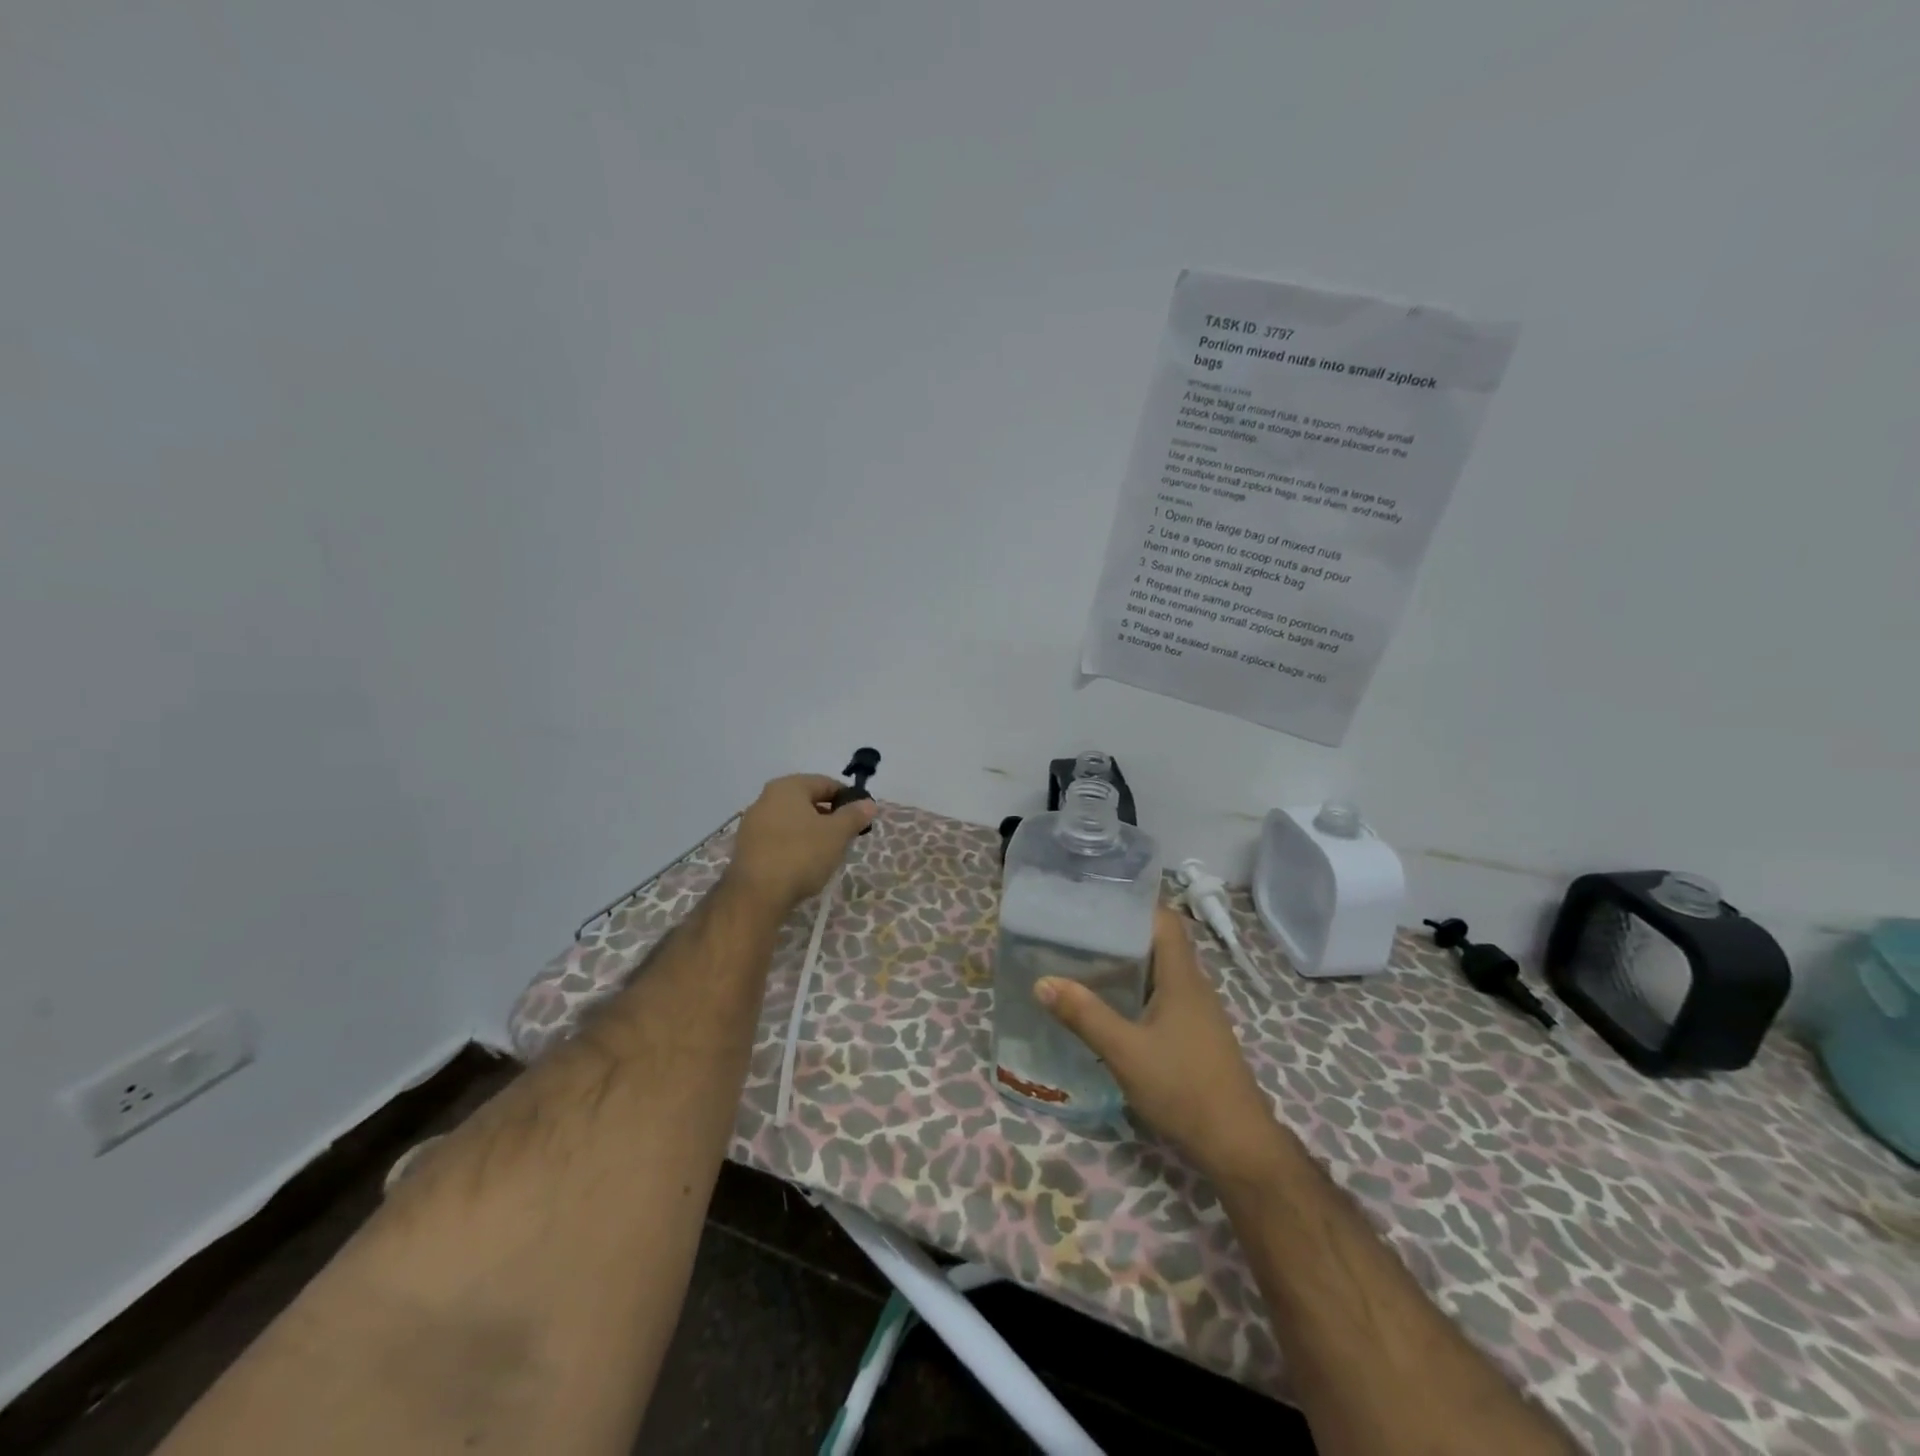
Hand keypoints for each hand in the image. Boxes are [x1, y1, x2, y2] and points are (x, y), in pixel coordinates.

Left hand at [726, 774, 876, 911]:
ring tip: (828, 853)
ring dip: (812, 832)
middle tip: (847, 837)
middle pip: (807, 801)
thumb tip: (868, 803)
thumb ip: (854, 815)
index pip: (826, 783)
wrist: (757, 895)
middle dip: (829, 817)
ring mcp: (752, 824)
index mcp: (788, 787)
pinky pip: (779, 839)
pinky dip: (795, 846)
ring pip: (792, 821)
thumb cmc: (801, 854)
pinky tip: (805, 864)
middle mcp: (766, 798)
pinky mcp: (747, 848)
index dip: (848, 798)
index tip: (862, 817)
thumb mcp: (837, 834)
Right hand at [1037, 906, 1289, 1182]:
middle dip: (1120, 931)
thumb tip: (1042, 981)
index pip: (1164, 919)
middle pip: (1158, 942)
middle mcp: (1193, 986)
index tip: (1096, 897)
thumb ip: (1084, 1015)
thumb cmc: (1184, 1088)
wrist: (1237, 1146)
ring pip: (1159, 971)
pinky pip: (1162, 996)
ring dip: (1127, 963)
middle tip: (1077, 928)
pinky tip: (1108, 1004)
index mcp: (1182, 977)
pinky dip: (1135, 990)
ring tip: (1083, 960)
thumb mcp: (1125, 1052)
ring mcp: (1197, 1012)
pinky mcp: (1194, 1035)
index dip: (1135, 902)